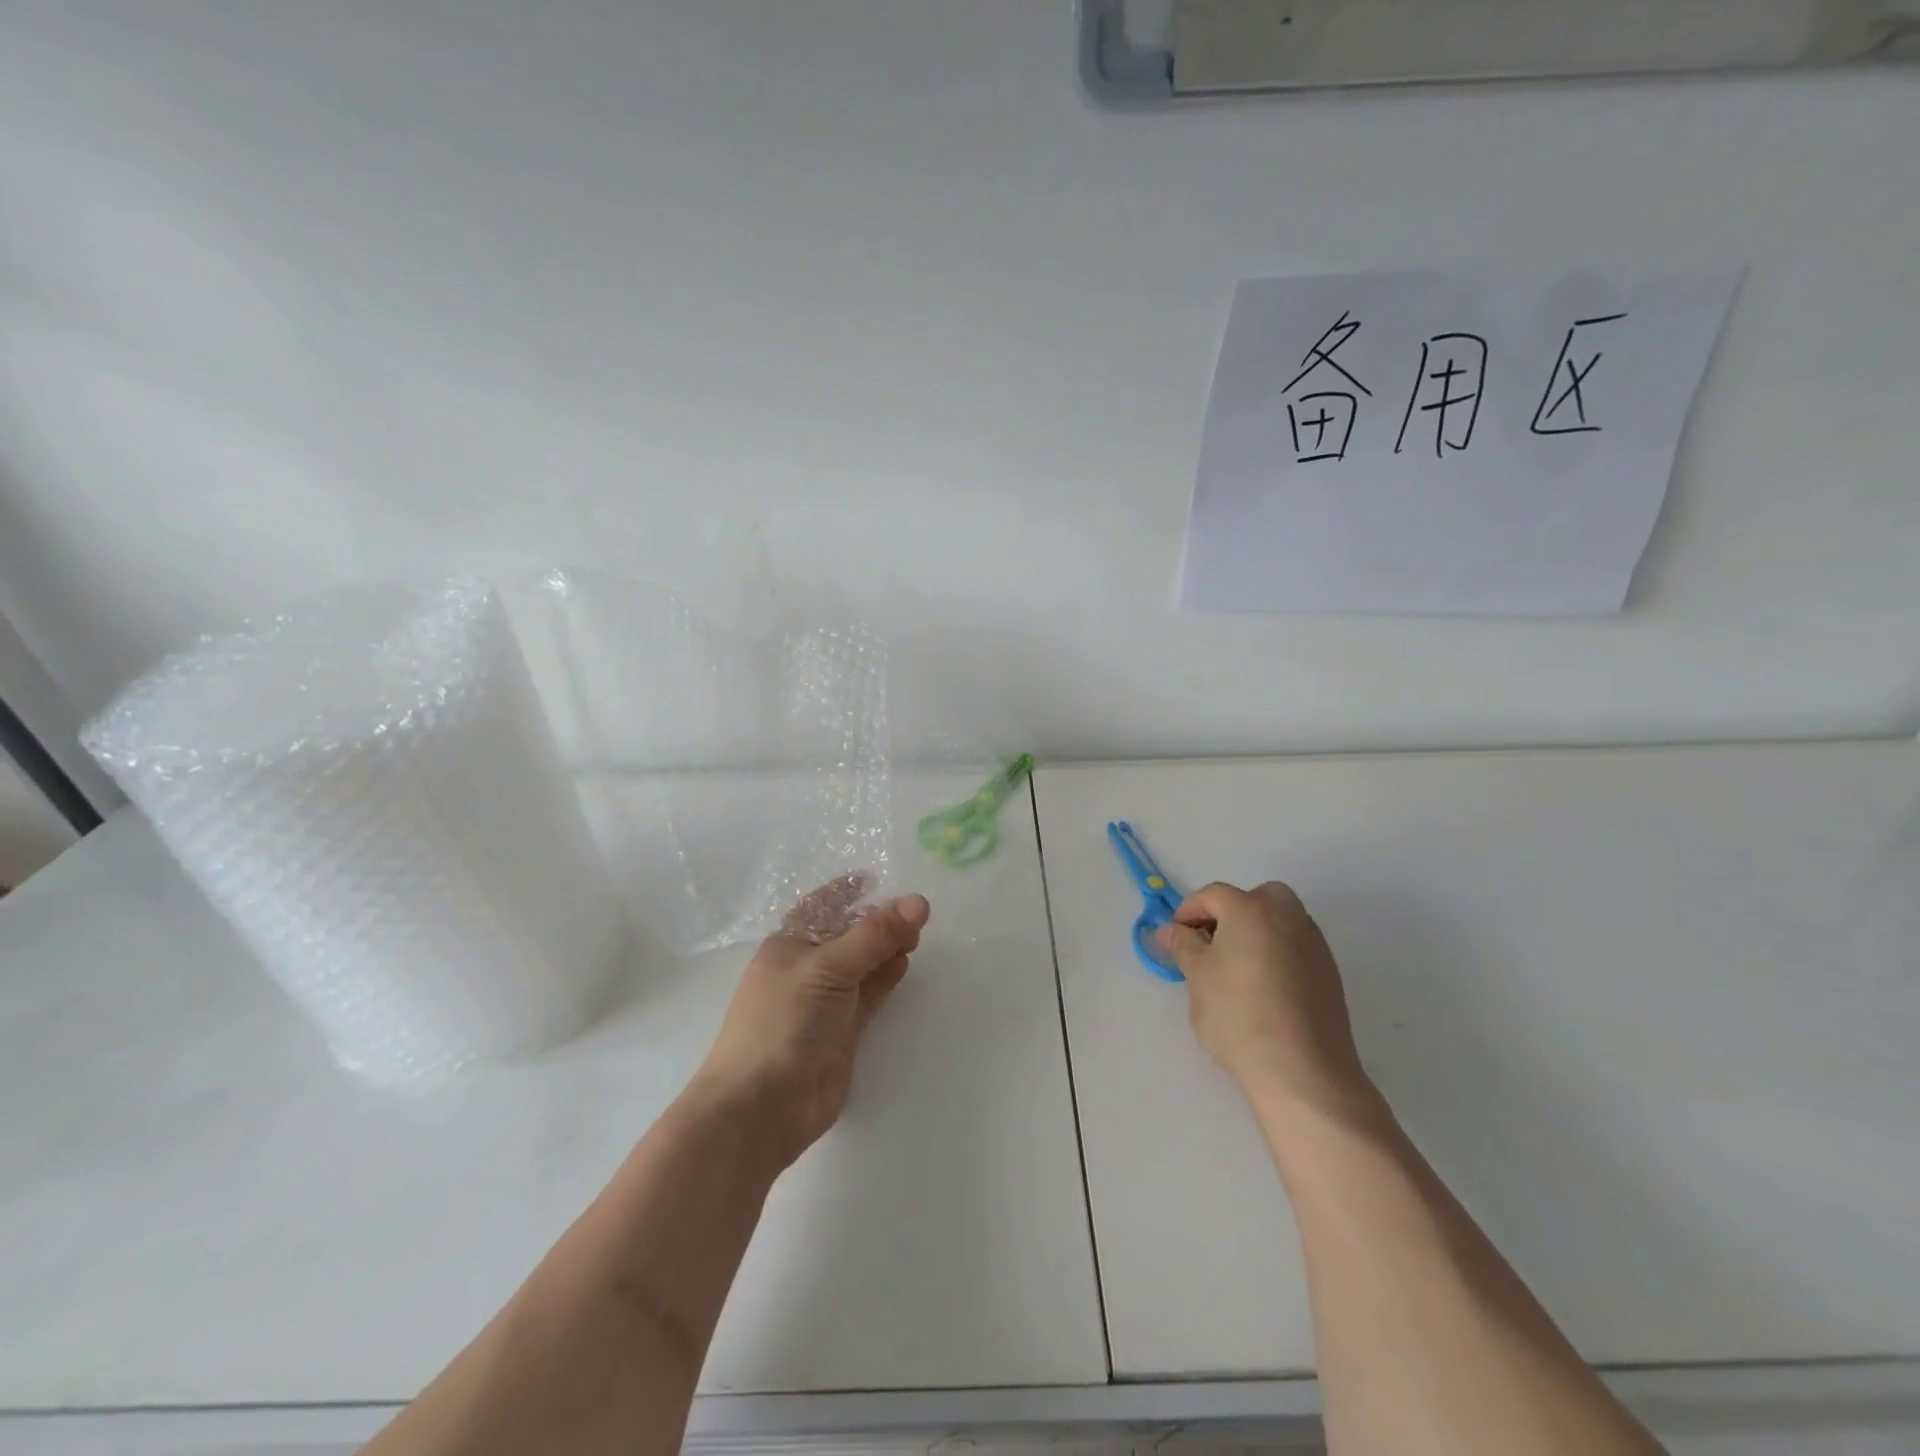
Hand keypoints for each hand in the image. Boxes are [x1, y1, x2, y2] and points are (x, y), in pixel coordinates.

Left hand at [695, 886, 930, 1169]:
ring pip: (862, 964)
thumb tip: (919, 901)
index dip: (846, 891)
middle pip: (848, 935)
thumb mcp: (828, 967)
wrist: (763, 1105)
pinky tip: (906, 962)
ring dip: (887, 947)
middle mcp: (806, 968)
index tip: (877, 878)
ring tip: (919, 933)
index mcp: (789, 944)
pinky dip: (887, 977)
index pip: (821, 907)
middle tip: (917, 912)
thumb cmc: (784, 1021)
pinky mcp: (843, 1031)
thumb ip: (875, 935)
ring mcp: (825, 1002)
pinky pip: (869, 994)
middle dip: (878, 921)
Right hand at [1158, 882, 1374, 1117]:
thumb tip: (1169, 930)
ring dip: (1257, 932)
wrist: (1302, 1071)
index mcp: (1251, 910)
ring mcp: (1314, 945)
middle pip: (1258, 897)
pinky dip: (1277, 954)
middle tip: (1213, 943)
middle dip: (1232, 911)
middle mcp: (1288, 917)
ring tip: (1237, 969)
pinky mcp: (1329, 974)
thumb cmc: (1238, 1015)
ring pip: (1281, 921)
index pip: (1213, 894)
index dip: (1189, 911)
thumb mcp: (1197, 977)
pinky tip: (1264, 989)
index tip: (1176, 938)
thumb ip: (1182, 945)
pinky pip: (1296, 947)